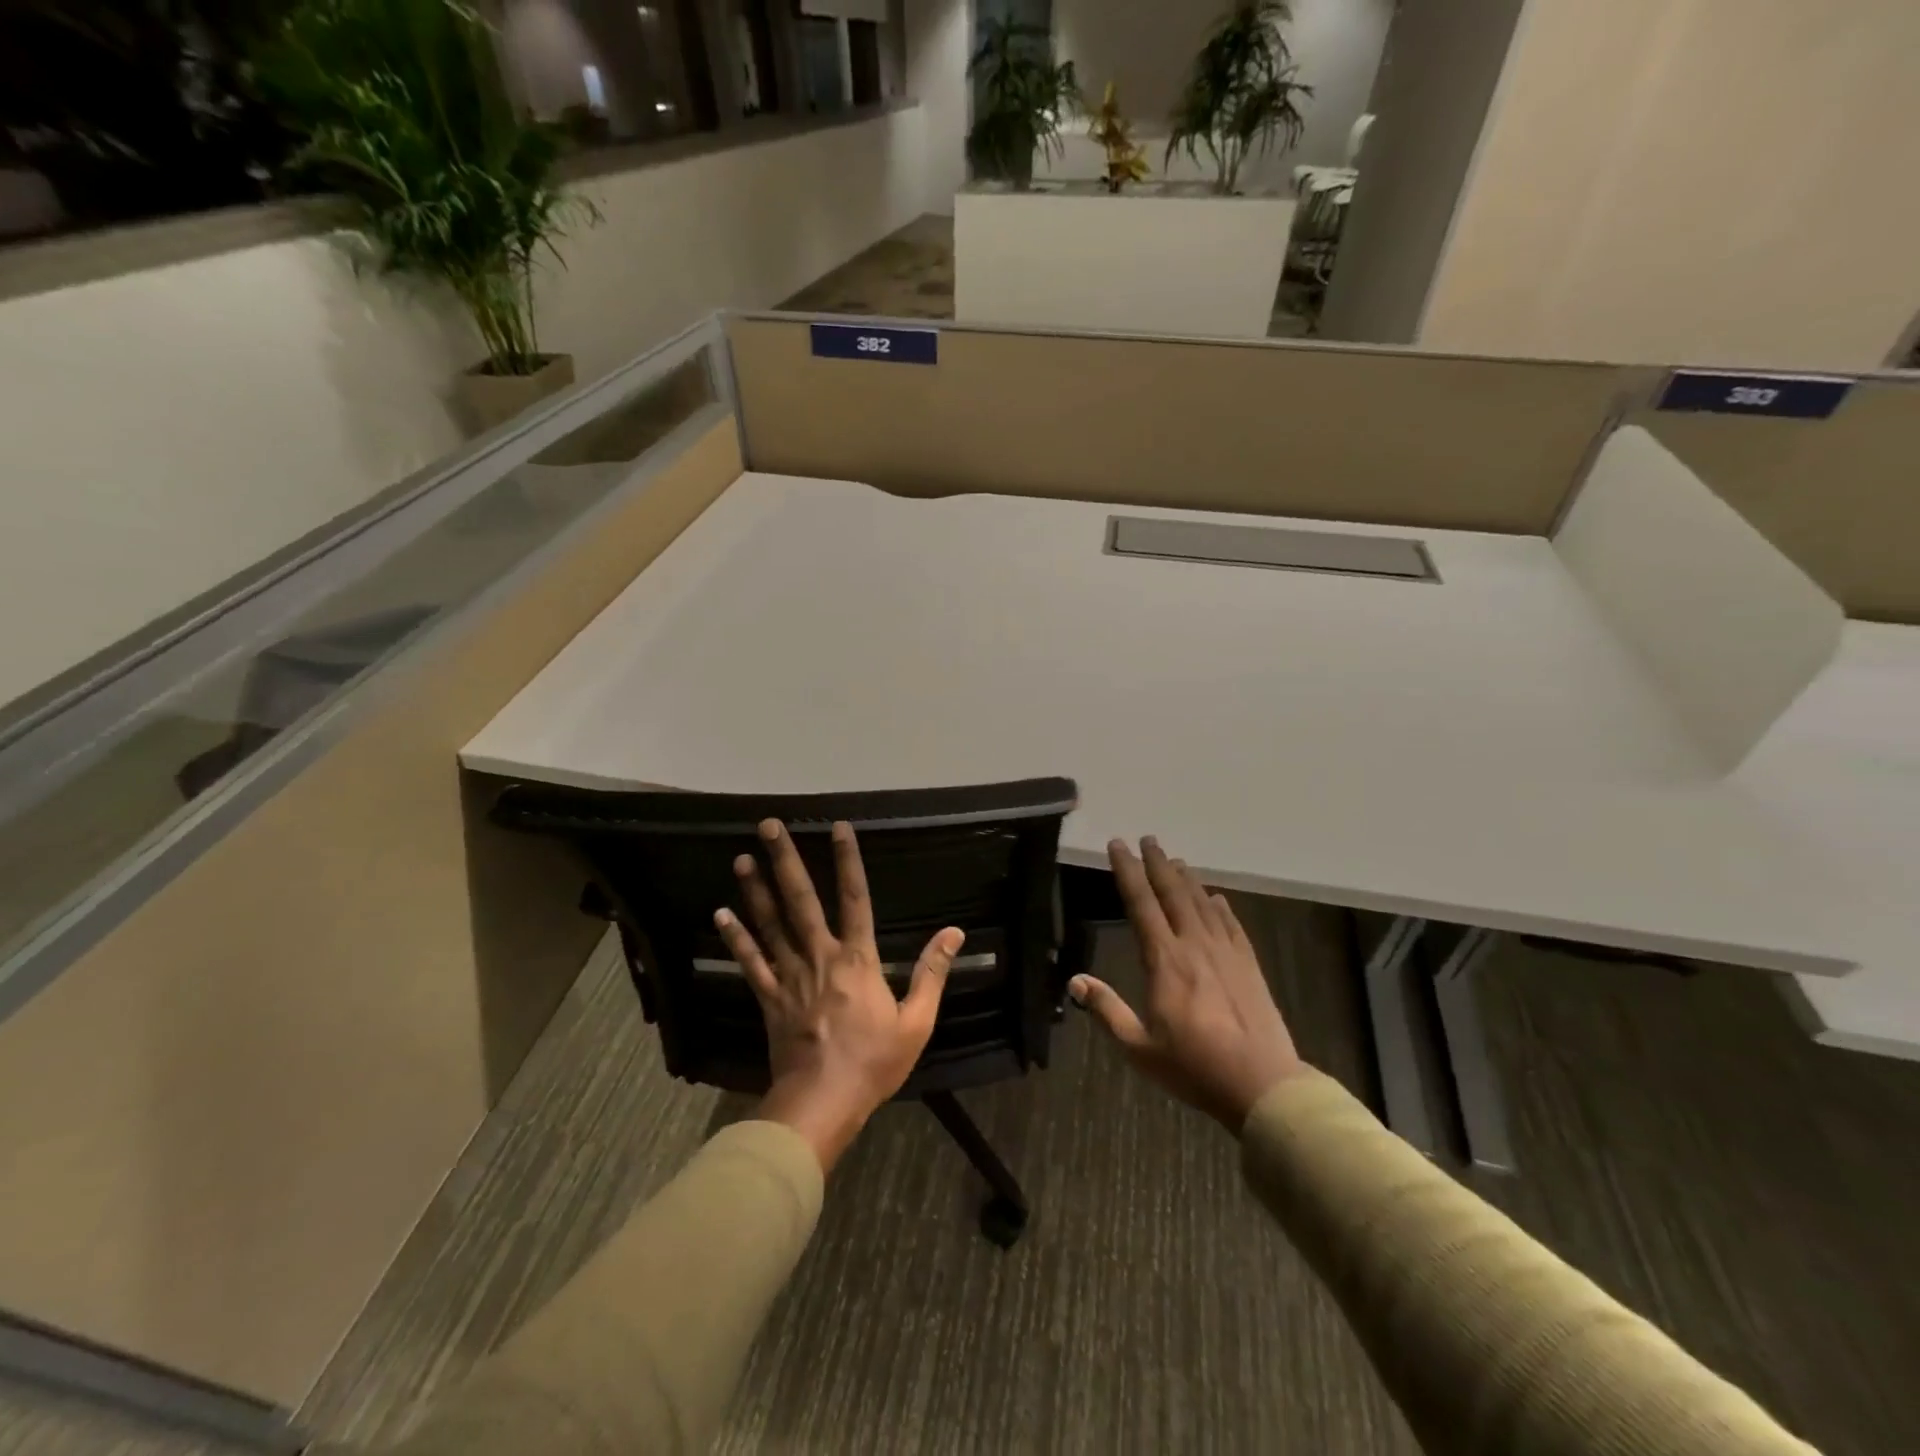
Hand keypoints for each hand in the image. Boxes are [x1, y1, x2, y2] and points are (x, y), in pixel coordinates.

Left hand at [715, 818, 963, 1171]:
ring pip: (770, 924)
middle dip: (786, 860)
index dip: (848, 860)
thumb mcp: (917, 1021)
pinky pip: (750, 962)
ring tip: (743, 857)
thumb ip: (932, 972)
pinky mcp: (769, 998)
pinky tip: (721, 914)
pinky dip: (736, 938)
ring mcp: (790, 976)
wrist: (822, 1103)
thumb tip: (954, 932)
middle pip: (801, 900)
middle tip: (770, 825)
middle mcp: (820, 956)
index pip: (855, 897)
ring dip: (756, 889)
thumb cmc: (874, 1062)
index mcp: (858, 959)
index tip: (838, 826)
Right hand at [1071, 837, 1303, 1130]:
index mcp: (1164, 961)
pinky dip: (1220, 906)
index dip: (1127, 871)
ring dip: (1186, 878)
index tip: (1118, 845)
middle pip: (1173, 893)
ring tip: (1174, 859)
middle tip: (1147, 839)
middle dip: (1157, 863)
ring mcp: (1226, 953)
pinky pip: (1231, 924)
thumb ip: (1107, 1010)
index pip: (1141, 903)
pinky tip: (1216, 898)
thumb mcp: (1140, 1048)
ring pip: (1202, 903)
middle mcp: (1194, 945)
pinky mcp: (1249, 965)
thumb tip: (1075, 980)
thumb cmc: (1194, 1067)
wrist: (1262, 1085)